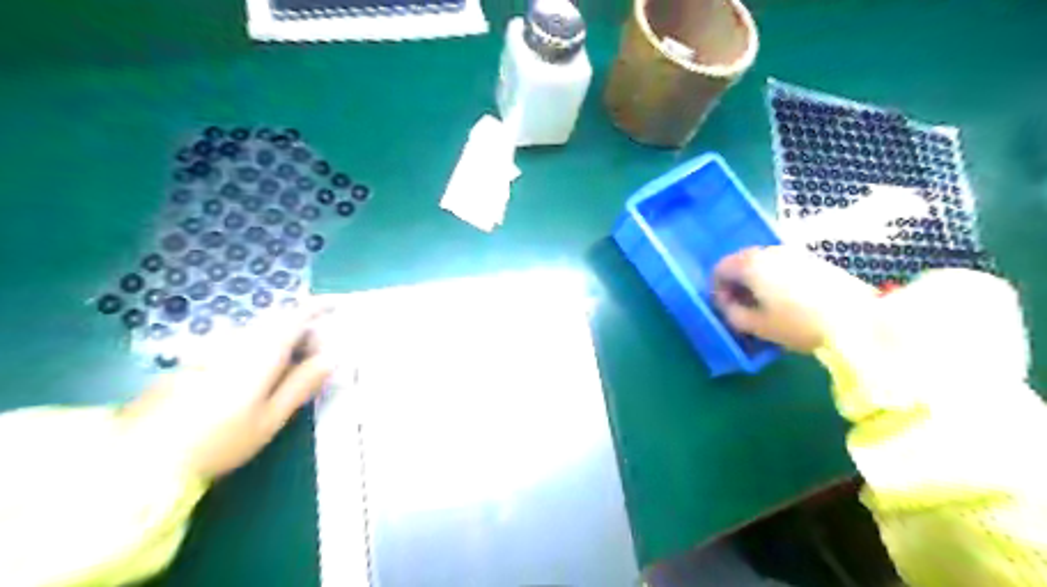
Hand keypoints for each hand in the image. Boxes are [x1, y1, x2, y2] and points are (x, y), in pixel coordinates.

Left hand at [121, 305, 335, 477]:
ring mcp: (212, 349)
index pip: (296, 315)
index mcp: (261, 351)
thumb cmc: (219, 441)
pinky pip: (240, 342)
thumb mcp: (271, 418)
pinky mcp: (196, 361)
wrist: (141, 459)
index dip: (320, 306)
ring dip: (283, 338)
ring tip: (296, 365)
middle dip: (305, 328)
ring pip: (258, 332)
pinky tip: (261, 375)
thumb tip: (334, 356)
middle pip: (277, 320)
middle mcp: (237, 341)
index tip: (340, 305)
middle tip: (322, 351)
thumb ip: (303, 383)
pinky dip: (261, 348)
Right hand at [713, 246, 876, 351]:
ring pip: (762, 263)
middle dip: (736, 284)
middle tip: (743, 308)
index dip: (717, 289)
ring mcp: (793, 253)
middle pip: (740, 262)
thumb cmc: (798, 323)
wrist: (858, 319)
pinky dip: (775, 279)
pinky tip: (787, 300)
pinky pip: (781, 265)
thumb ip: (733, 314)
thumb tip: (727, 304)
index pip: (719, 269)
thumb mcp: (757, 325)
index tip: (726, 309)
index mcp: (750, 264)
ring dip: (755, 281)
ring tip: (765, 306)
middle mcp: (768, 251)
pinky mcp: (812, 259)